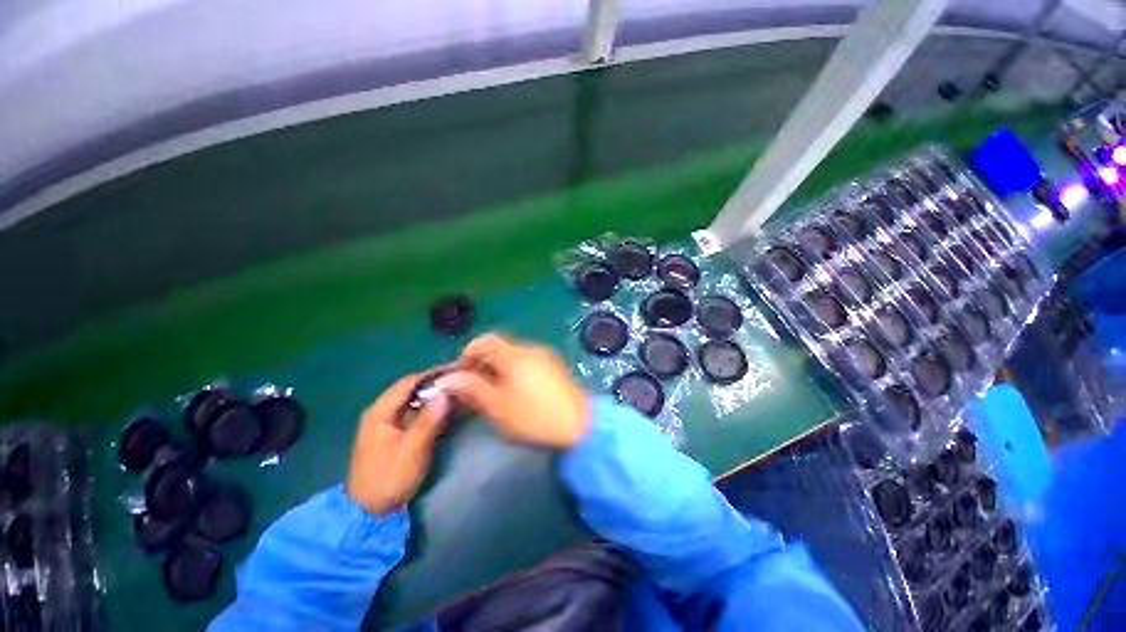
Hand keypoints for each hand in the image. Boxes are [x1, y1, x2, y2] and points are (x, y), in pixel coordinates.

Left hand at [346, 374, 450, 514]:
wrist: (370, 512)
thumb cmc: (390, 479)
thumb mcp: (412, 450)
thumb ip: (429, 420)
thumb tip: (446, 392)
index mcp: (379, 412)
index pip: (408, 382)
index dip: (432, 375)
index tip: (455, 371)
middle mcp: (380, 412)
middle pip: (410, 389)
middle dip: (434, 384)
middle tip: (459, 381)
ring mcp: (385, 423)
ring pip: (412, 400)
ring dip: (432, 396)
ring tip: (456, 392)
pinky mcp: (391, 433)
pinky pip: (412, 412)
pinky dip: (428, 408)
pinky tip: (444, 409)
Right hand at [438, 334, 589, 449]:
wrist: (579, 426)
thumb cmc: (533, 417)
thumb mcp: (497, 406)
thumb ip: (472, 388)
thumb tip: (447, 378)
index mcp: (514, 354)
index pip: (485, 340)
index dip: (468, 353)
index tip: (461, 374)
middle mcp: (531, 349)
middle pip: (500, 347)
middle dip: (483, 363)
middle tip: (475, 387)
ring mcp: (546, 356)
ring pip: (514, 355)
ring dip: (499, 368)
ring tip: (495, 392)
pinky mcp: (556, 367)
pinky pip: (529, 362)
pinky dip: (516, 371)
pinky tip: (518, 391)